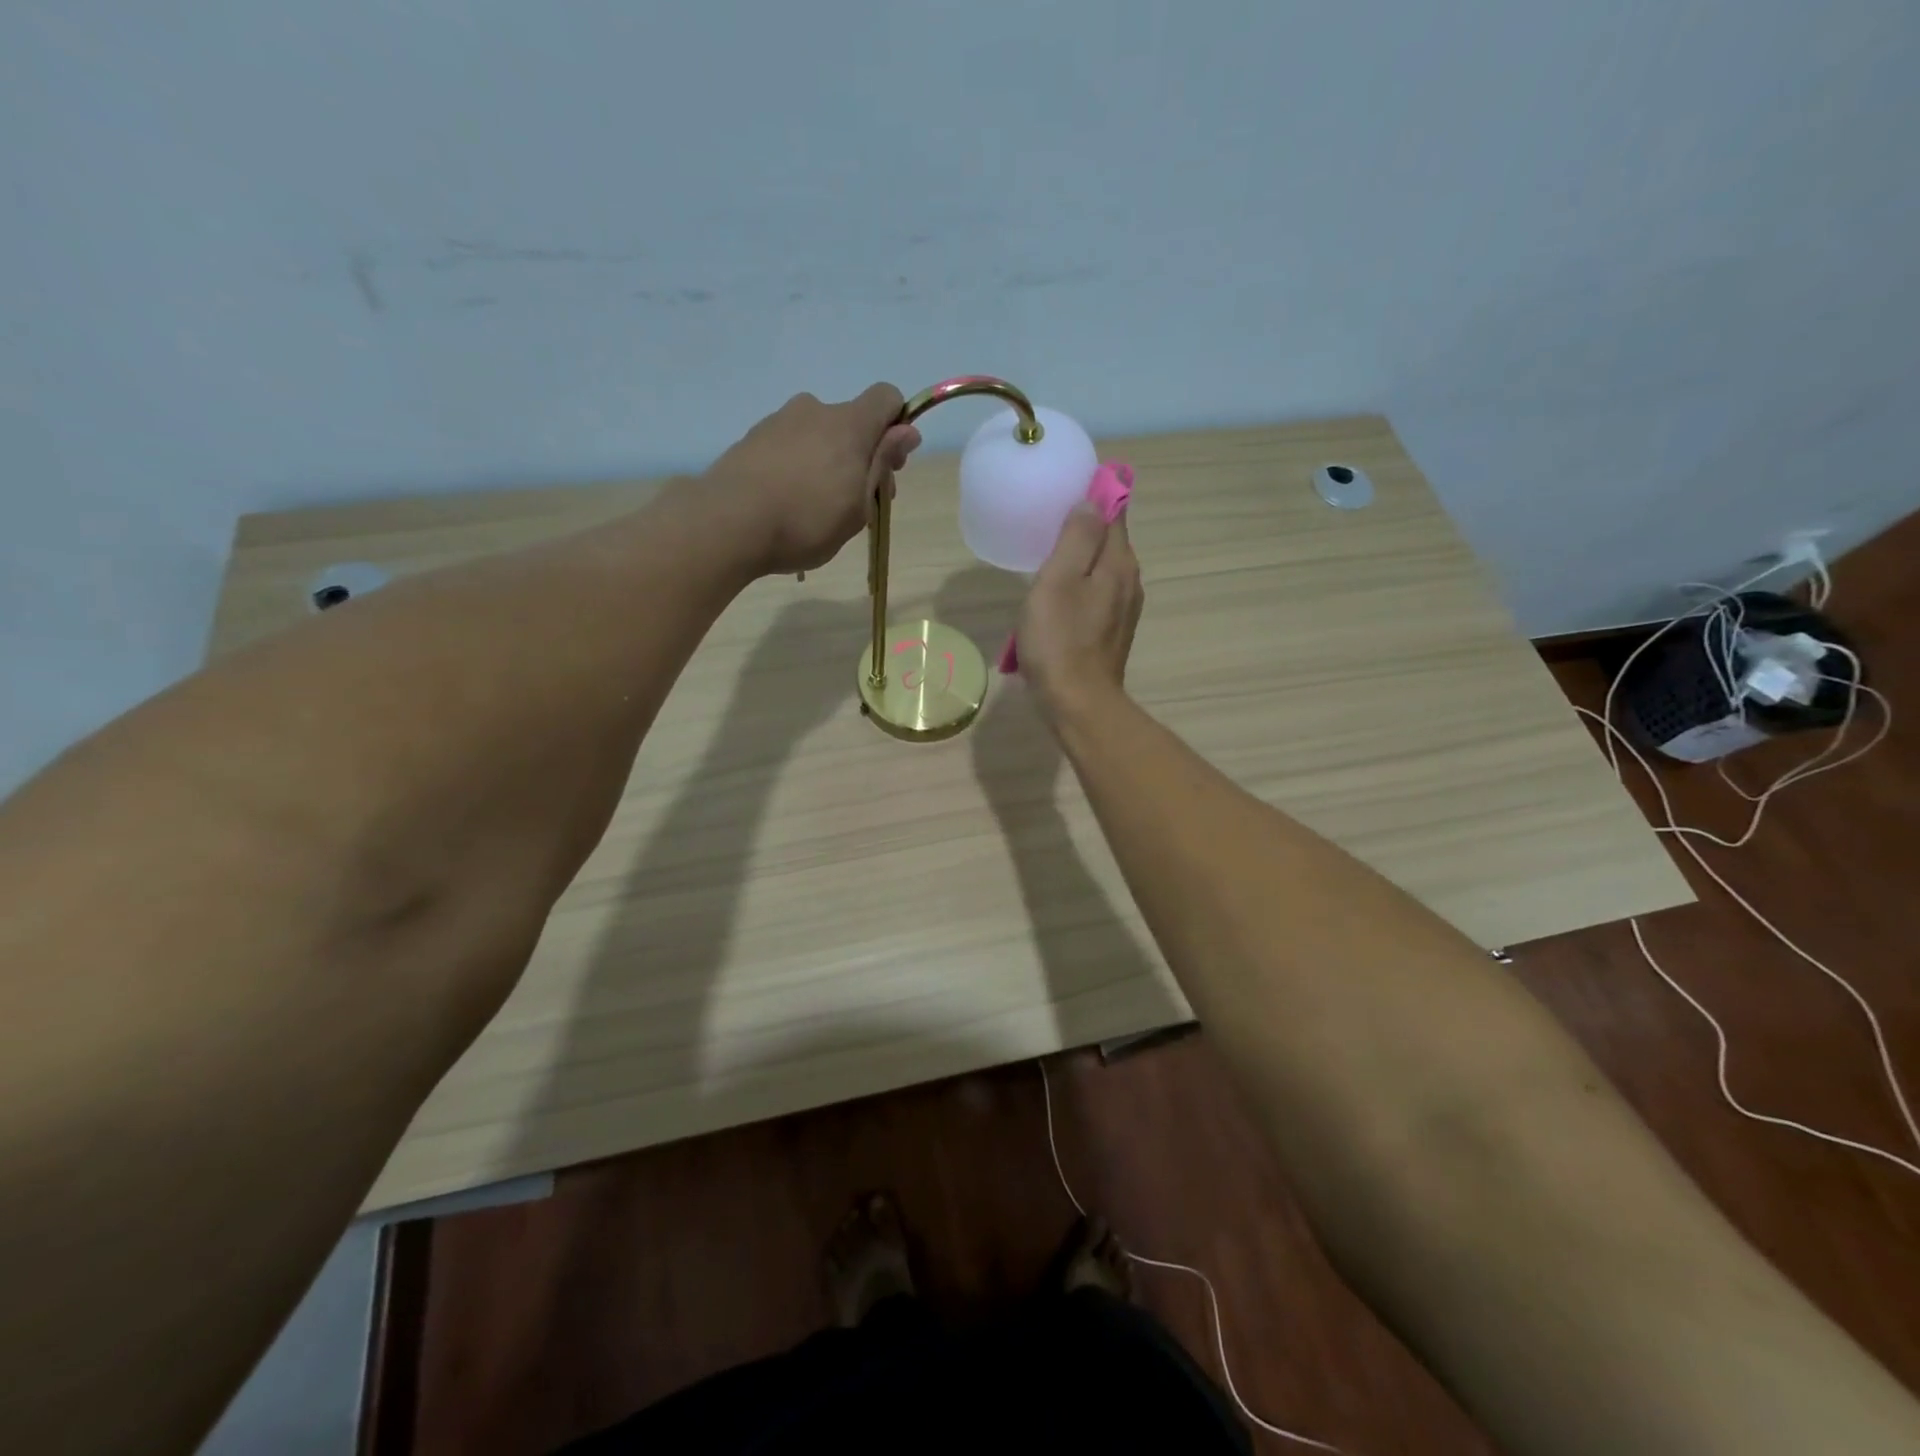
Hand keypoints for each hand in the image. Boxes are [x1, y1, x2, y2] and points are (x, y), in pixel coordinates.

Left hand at [703, 384, 920, 575]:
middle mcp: (814, 410)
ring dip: (827, 461)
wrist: (729, 523)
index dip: (897, 425)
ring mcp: (778, 421)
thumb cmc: (807, 521)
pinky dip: (797, 466)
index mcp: (849, 424)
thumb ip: (882, 464)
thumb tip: (907, 431)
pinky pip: (789, 446)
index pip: (886, 397)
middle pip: (851, 422)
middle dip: (862, 454)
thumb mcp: (858, 505)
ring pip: (818, 434)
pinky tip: (787, 502)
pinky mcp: (751, 438)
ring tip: (816, 507)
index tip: (890, 465)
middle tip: (857, 501)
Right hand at [1017, 502, 1143, 724]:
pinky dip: (1079, 588)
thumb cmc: (1060, 640)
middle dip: (1084, 529)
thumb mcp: (1059, 580)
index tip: (1067, 491)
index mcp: (1118, 563)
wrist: (1078, 704)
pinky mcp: (1112, 632)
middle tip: (1047, 525)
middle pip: (1109, 540)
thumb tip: (1091, 501)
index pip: (1114, 511)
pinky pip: (1097, 595)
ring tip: (1048, 562)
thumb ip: (1077, 537)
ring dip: (1079, 561)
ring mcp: (1123, 609)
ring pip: (1102, 570)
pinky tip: (1057, 600)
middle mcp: (1129, 581)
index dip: (1095, 495)